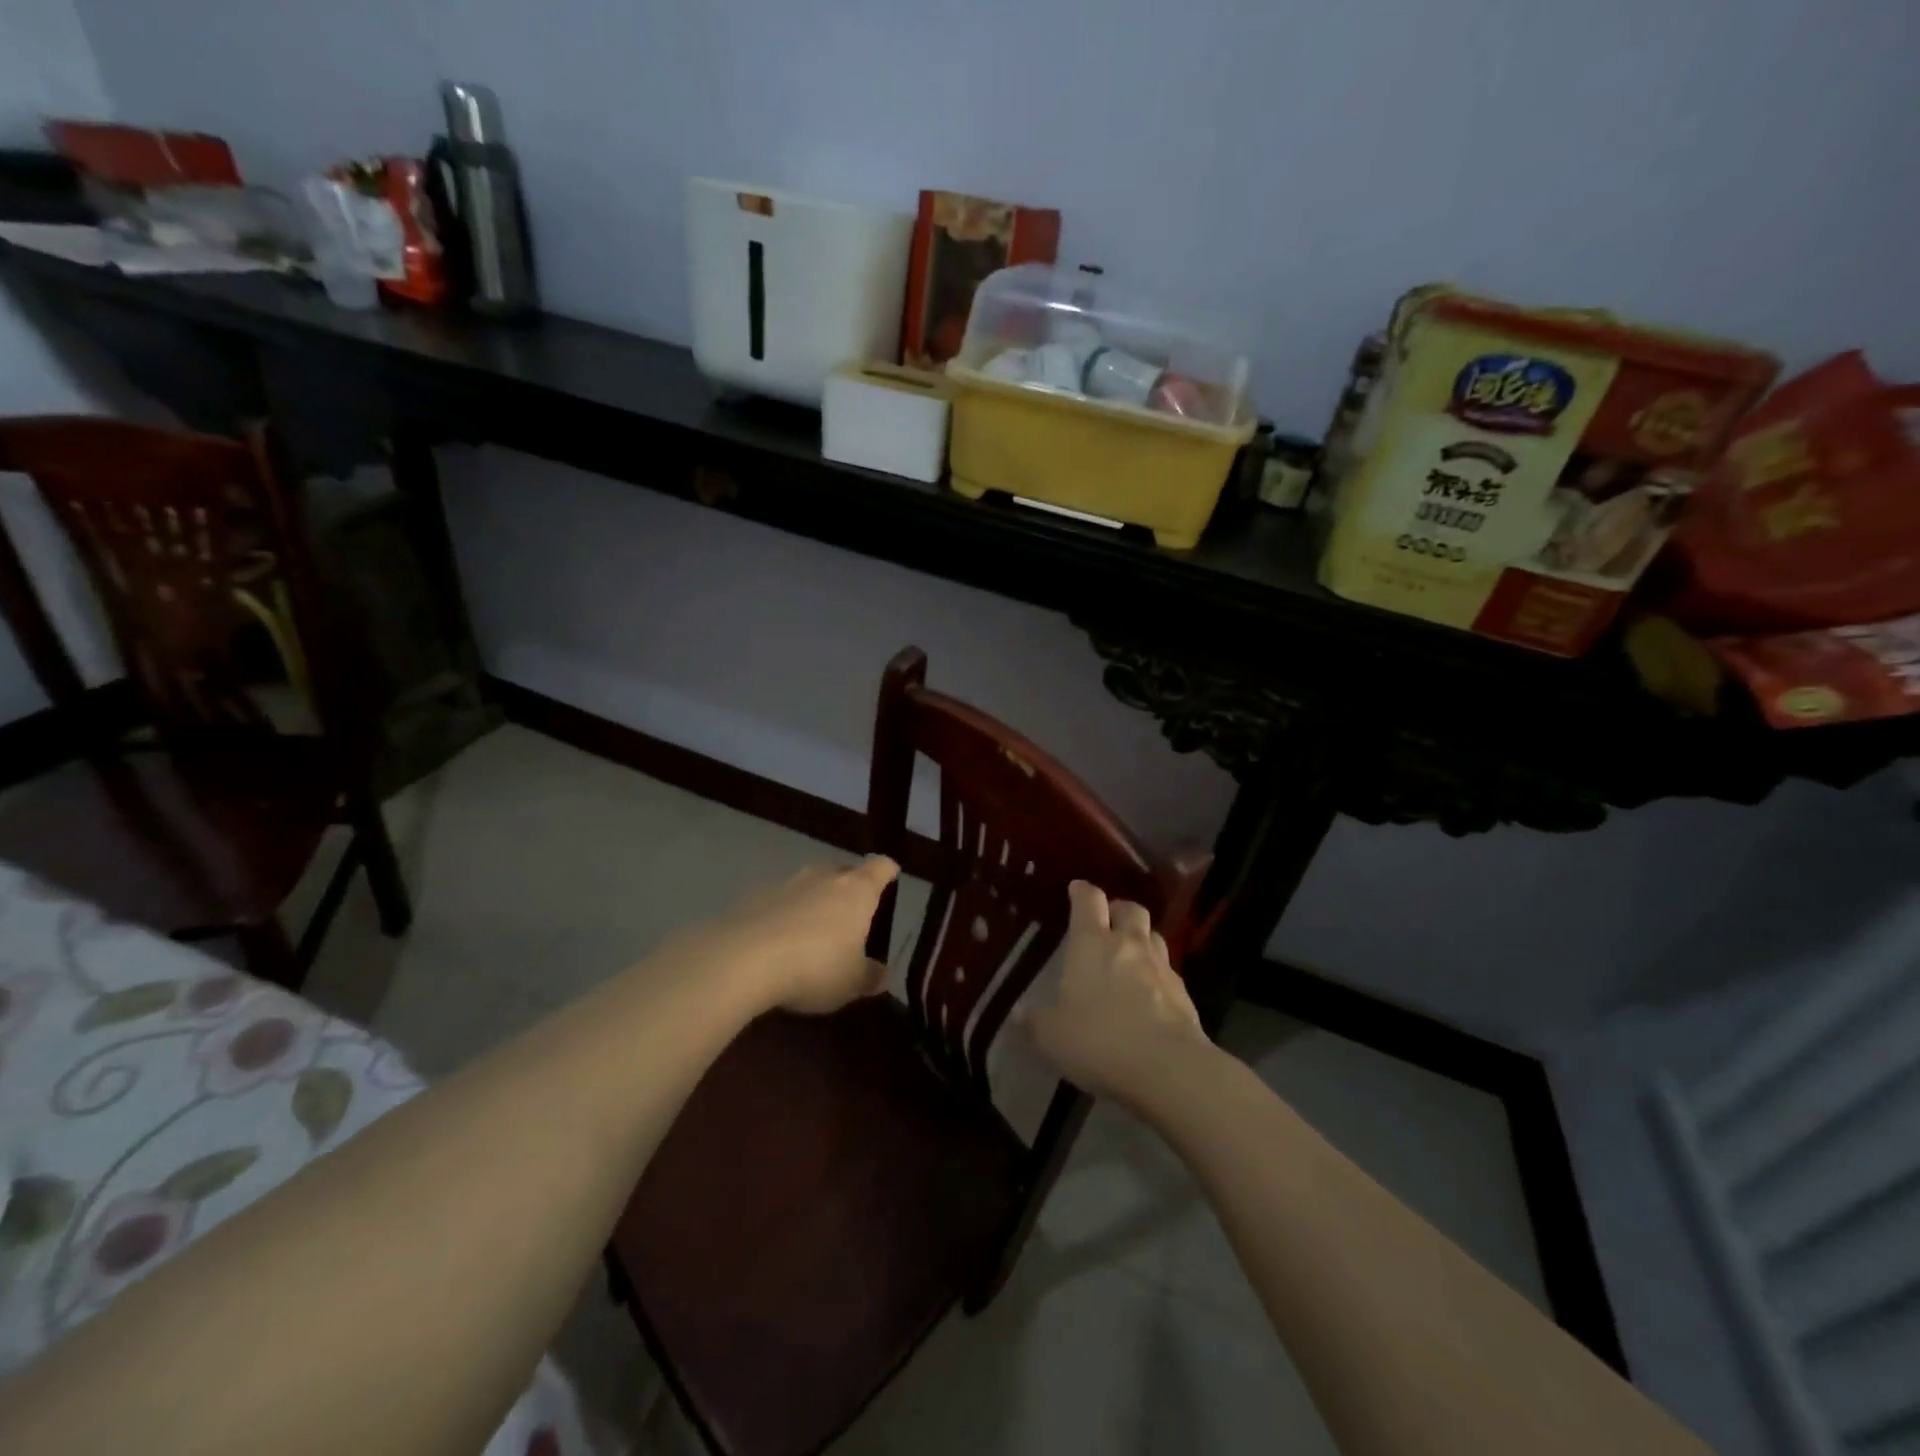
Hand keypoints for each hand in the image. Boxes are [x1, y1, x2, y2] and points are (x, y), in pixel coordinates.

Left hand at [669, 856, 899, 1014]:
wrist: (742, 958)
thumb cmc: (815, 967)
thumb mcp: (851, 983)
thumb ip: (870, 976)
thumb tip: (883, 974)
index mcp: (858, 890)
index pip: (881, 867)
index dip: (888, 871)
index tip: (891, 877)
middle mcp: (825, 876)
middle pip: (844, 870)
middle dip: (850, 886)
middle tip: (853, 913)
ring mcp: (788, 882)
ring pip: (810, 883)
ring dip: (815, 899)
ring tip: (814, 929)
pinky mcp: (755, 895)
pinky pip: (780, 899)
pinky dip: (785, 913)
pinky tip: (779, 940)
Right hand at [1019, 880, 1211, 1107]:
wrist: (1169, 1068)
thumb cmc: (1100, 1041)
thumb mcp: (1053, 1038)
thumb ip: (1035, 1023)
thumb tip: (1018, 1015)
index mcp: (1091, 944)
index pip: (1088, 900)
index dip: (1082, 892)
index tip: (1076, 889)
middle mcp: (1129, 945)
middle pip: (1130, 909)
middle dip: (1118, 910)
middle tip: (1107, 922)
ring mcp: (1161, 968)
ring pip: (1154, 937)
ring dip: (1141, 940)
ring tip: (1129, 957)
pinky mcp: (1185, 995)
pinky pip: (1168, 973)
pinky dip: (1158, 976)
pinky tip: (1150, 997)